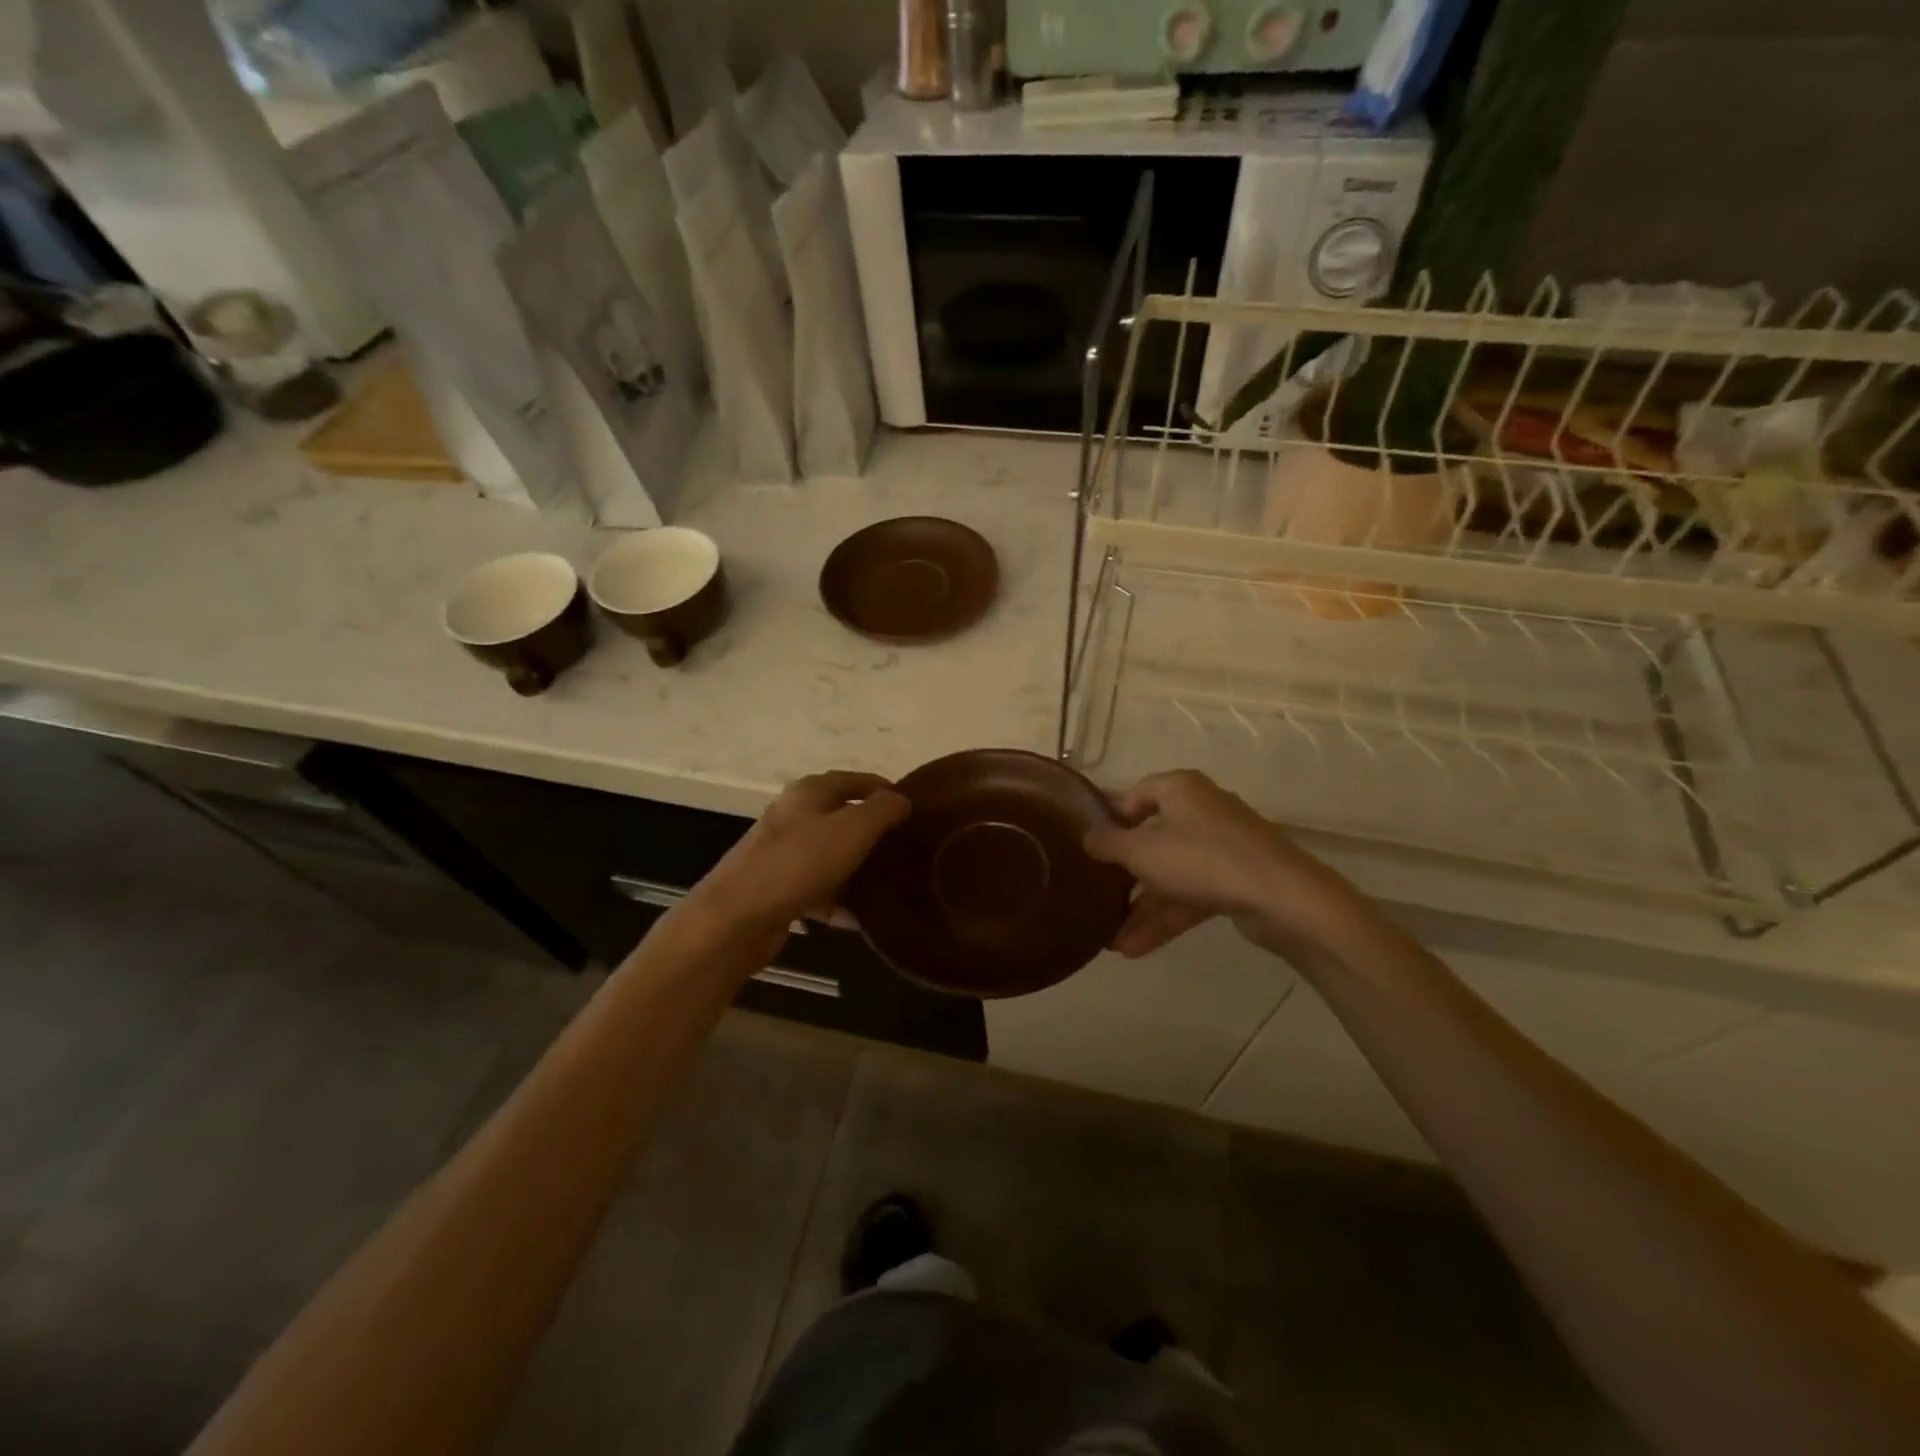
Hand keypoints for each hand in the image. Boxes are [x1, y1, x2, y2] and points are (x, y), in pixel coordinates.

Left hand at [685, 772, 908, 942]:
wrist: (736, 917)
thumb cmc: (799, 863)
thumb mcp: (853, 828)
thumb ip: (883, 810)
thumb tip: (902, 800)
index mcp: (810, 792)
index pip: (856, 779)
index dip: (887, 790)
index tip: (916, 810)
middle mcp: (794, 816)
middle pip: (844, 817)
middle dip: (876, 833)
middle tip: (908, 849)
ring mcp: (783, 853)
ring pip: (833, 855)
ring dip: (860, 870)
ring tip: (891, 886)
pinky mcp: (778, 888)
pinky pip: (819, 890)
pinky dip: (839, 902)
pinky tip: (860, 920)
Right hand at [1083, 770, 1362, 957]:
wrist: (1281, 897)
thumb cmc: (1202, 859)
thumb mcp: (1141, 851)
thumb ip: (1108, 844)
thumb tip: (1088, 838)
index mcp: (1179, 788)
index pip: (1134, 794)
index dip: (1108, 817)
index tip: (1086, 844)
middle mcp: (1200, 810)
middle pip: (1151, 838)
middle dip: (1123, 874)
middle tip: (1094, 894)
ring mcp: (1220, 847)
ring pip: (1170, 873)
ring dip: (1141, 907)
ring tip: (1109, 941)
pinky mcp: (1235, 880)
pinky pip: (1190, 894)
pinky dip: (1165, 917)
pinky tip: (1134, 948)